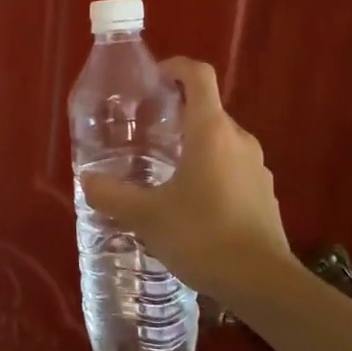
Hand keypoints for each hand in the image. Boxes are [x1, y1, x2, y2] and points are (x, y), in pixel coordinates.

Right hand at [80, 57, 291, 301]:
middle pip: (207, 110)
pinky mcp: (264, 193)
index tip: (153, 78)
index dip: (175, 67)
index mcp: (211, 131)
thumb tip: (87, 180)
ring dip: (193, 146)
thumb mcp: (147, 216)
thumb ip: (113, 195)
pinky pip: (232, 168)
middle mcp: (238, 139)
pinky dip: (210, 172)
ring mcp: (256, 167)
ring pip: (220, 141)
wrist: (262, 283)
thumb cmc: (202, 236)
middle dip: (176, 115)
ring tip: (163, 171)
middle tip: (144, 134)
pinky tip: (190, 204)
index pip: (198, 76)